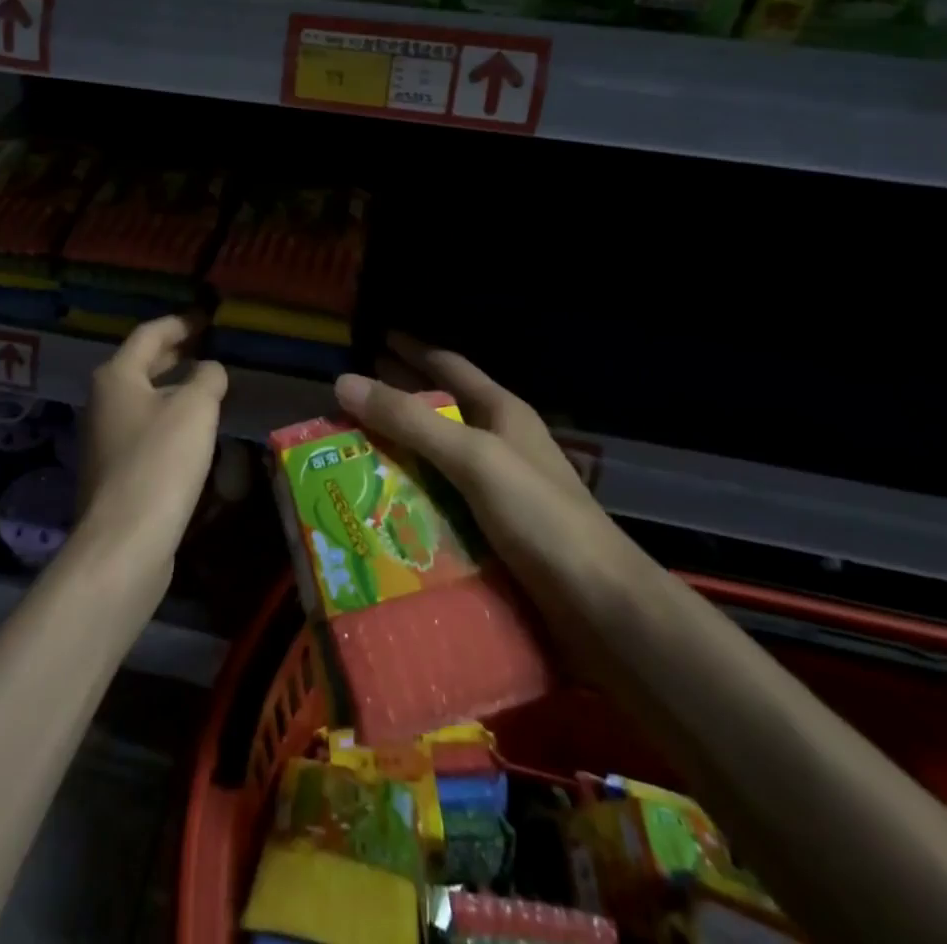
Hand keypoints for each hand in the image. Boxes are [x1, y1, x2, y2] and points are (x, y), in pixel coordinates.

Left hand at [78, 313, 227, 567]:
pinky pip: (146, 429)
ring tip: (208, 385)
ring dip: (174, 388)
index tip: (208, 319)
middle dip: (176, 353)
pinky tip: (194, 431)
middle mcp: (103, 400)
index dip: (181, 323)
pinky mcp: (115, 470)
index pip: (150, 334)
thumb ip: (207, 378)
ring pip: (145, 398)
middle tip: (210, 346)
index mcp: (116, 376)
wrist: (125, 541)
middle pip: (142, 365)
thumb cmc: (160, 461)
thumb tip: (209, 370)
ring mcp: (105, 437)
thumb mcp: (195, 408)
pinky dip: (169, 418)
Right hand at [334, 333, 605, 571]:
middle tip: (345, 401)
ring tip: (348, 454)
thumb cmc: (540, 516)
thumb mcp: (472, 458)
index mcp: (501, 413)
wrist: (601, 607)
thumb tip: (344, 382)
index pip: (448, 366)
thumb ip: (410, 421)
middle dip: (395, 402)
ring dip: (397, 455)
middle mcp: (499, 444)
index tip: (373, 339)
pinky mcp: (492, 532)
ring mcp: (498, 491)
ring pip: (435, 461)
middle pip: (438, 412)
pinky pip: (440, 503)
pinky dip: (409, 499)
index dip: (412, 351)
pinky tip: (379, 507)